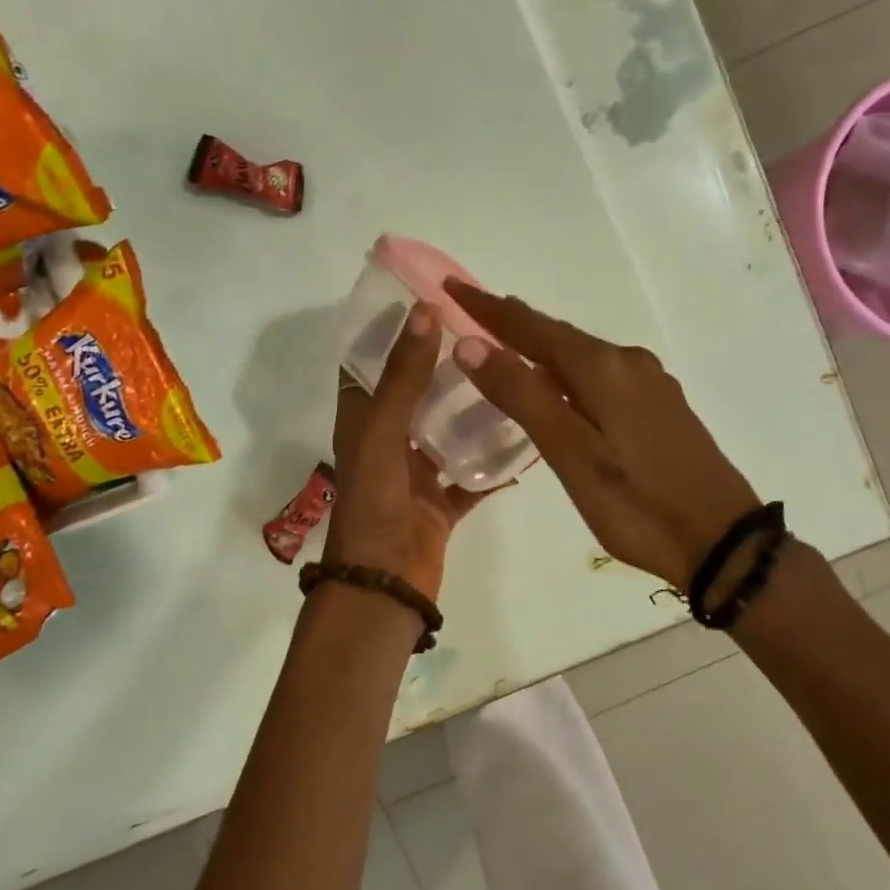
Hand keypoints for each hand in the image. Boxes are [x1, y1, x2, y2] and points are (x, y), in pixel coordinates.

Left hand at [325, 304, 484, 599]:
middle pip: (417, 394)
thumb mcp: (382, 434)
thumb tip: (425, 311)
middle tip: (489, 336)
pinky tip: (526, 438)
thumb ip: (404, 377)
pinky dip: (493, 462)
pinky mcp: (441, 503)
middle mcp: (388, 442)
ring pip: (448, 432)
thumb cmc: (374, 503)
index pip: (374, 366)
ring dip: (474, 409)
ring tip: (512, 376)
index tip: (434, 303)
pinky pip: (472, 475)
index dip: (396, 335)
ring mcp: (415, 475)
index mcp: (363, 422)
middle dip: (446, 367)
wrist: (383, 586)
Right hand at [445, 281, 757, 587]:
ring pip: (581, 355)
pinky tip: (558, 386)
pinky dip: (567, 371)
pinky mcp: (661, 405)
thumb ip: (521, 395)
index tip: (451, 287)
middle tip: (471, 312)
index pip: (532, 327)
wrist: (722, 542)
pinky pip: (600, 374)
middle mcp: (628, 362)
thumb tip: (469, 344)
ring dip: (540, 347)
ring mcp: (650, 383)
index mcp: (603, 368)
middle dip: (513, 323)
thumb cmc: (636, 504)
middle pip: (558, 335)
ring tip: (504, 344)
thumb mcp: (569, 453)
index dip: (488, 309)